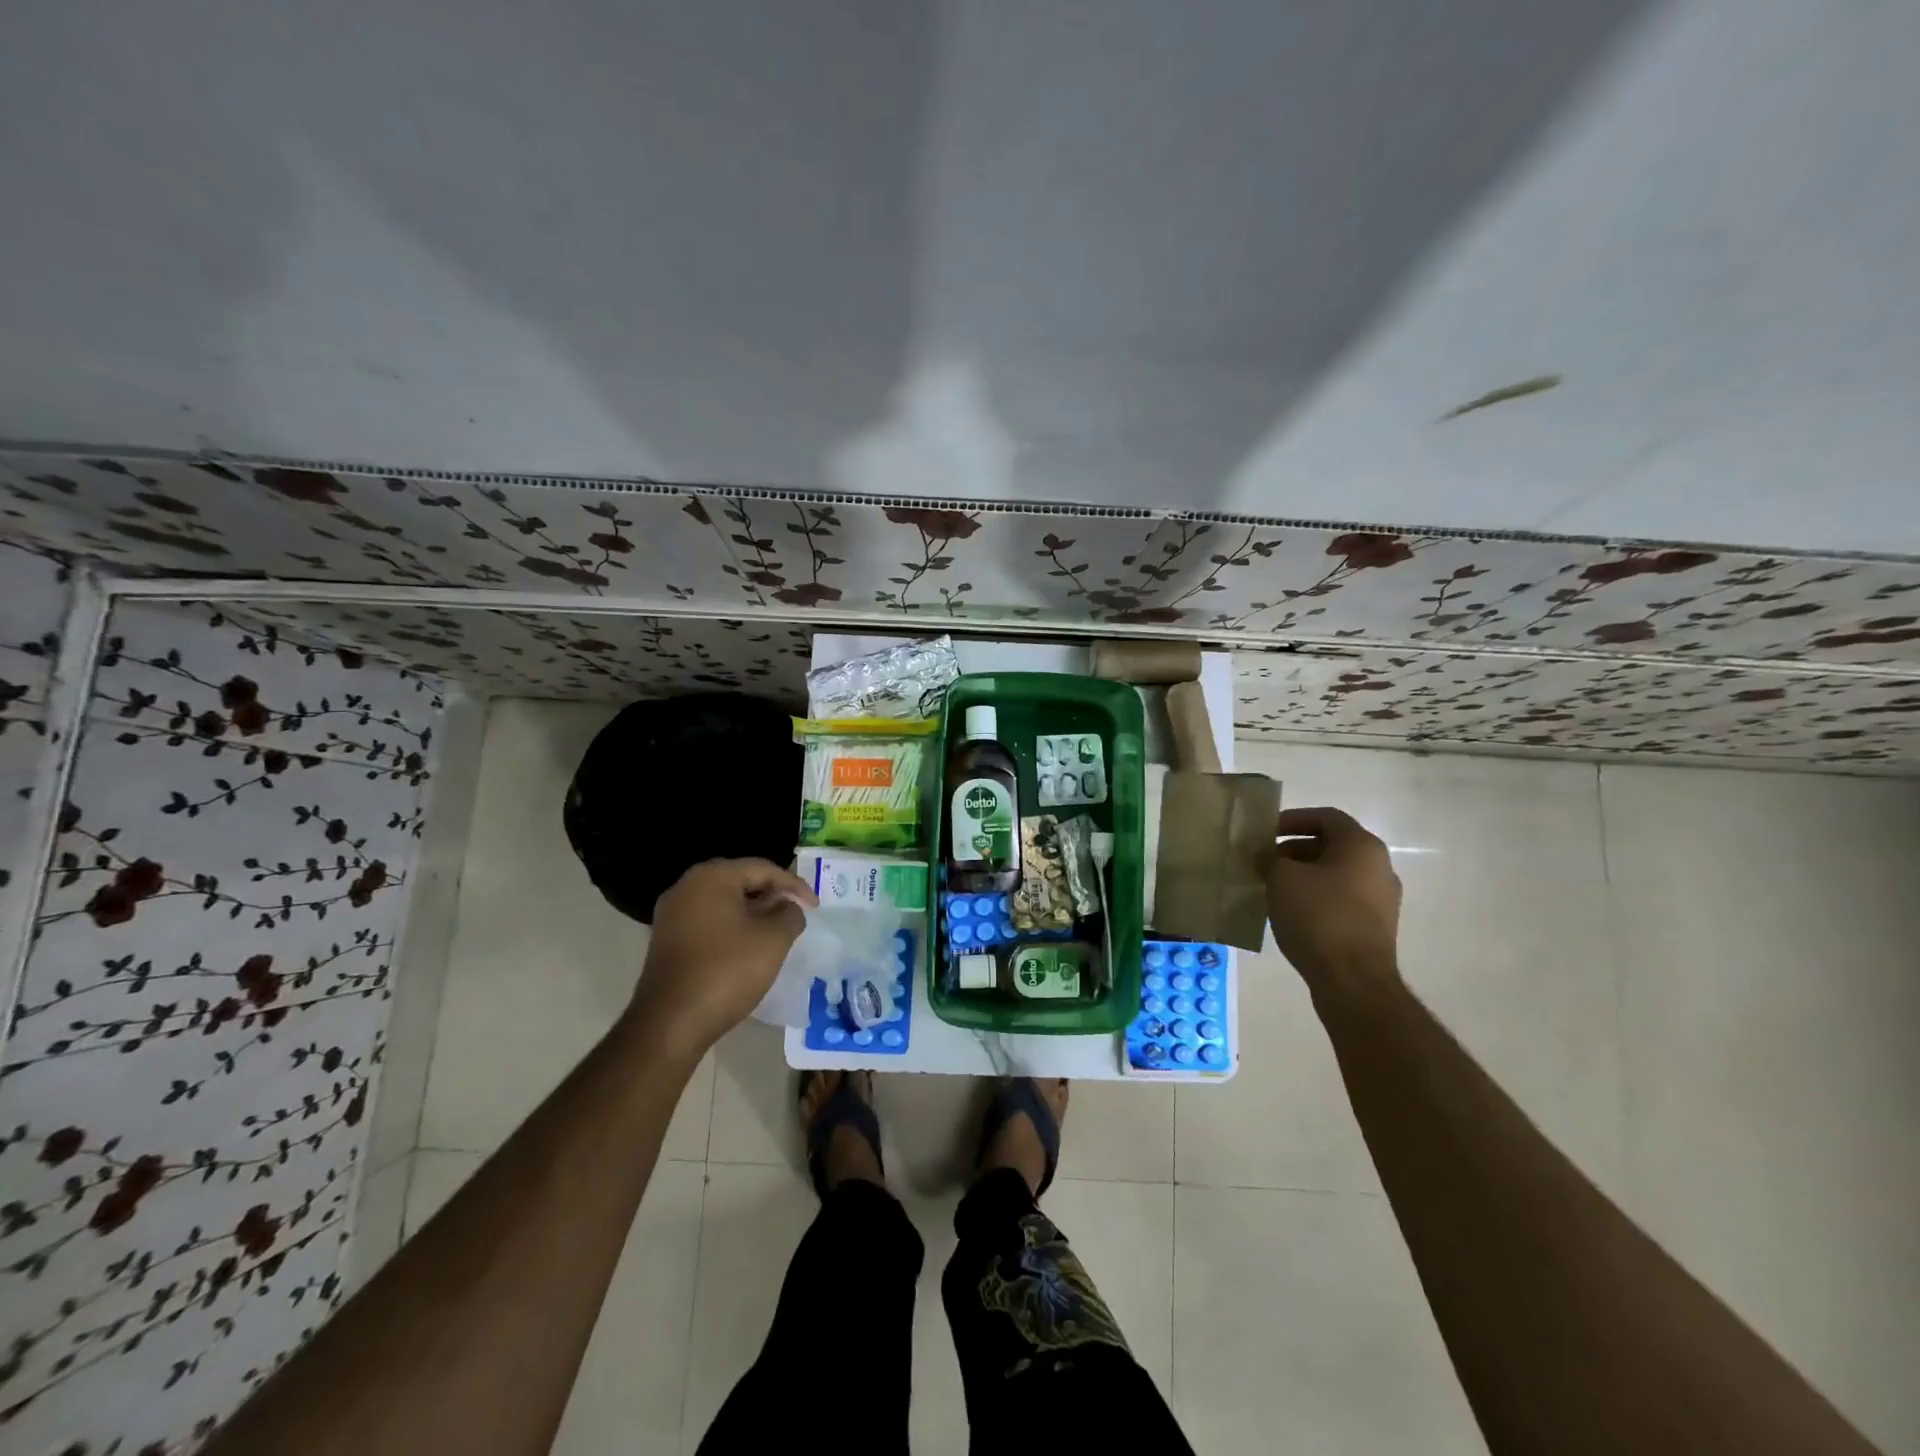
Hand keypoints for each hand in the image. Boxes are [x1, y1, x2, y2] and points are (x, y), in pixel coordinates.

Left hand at [627, 859, 815, 1057]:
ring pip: (723, 902)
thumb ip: (790, 914)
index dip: (794, 886)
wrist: (670, 1024)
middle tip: (796, 913)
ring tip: (776, 930)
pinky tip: (747, 946)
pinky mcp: (666, 939)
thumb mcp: (773, 940)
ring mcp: (672, 914)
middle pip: (741, 881)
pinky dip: (731, 926)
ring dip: (752, 912)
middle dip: (771, 895)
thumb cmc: (726, 971)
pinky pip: (707, 921)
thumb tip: (788, 908)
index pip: (763, 869)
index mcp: (711, 877)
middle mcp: (686, 886)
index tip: (815, 907)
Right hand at [1265, 807, 1401, 992]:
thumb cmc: (1318, 915)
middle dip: (1294, 850)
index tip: (1266, 832)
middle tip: (1264, 862)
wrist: (1352, 980)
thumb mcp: (1281, 877)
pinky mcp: (1375, 927)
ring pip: (1335, 874)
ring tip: (1273, 888)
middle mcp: (1379, 868)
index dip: (1293, 819)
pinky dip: (1315, 897)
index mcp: (1362, 846)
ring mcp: (1381, 900)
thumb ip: (1269, 858)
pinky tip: (1291, 912)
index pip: (1326, 817)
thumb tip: (1265, 856)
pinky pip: (1340, 899)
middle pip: (1331, 846)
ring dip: (1303, 875)